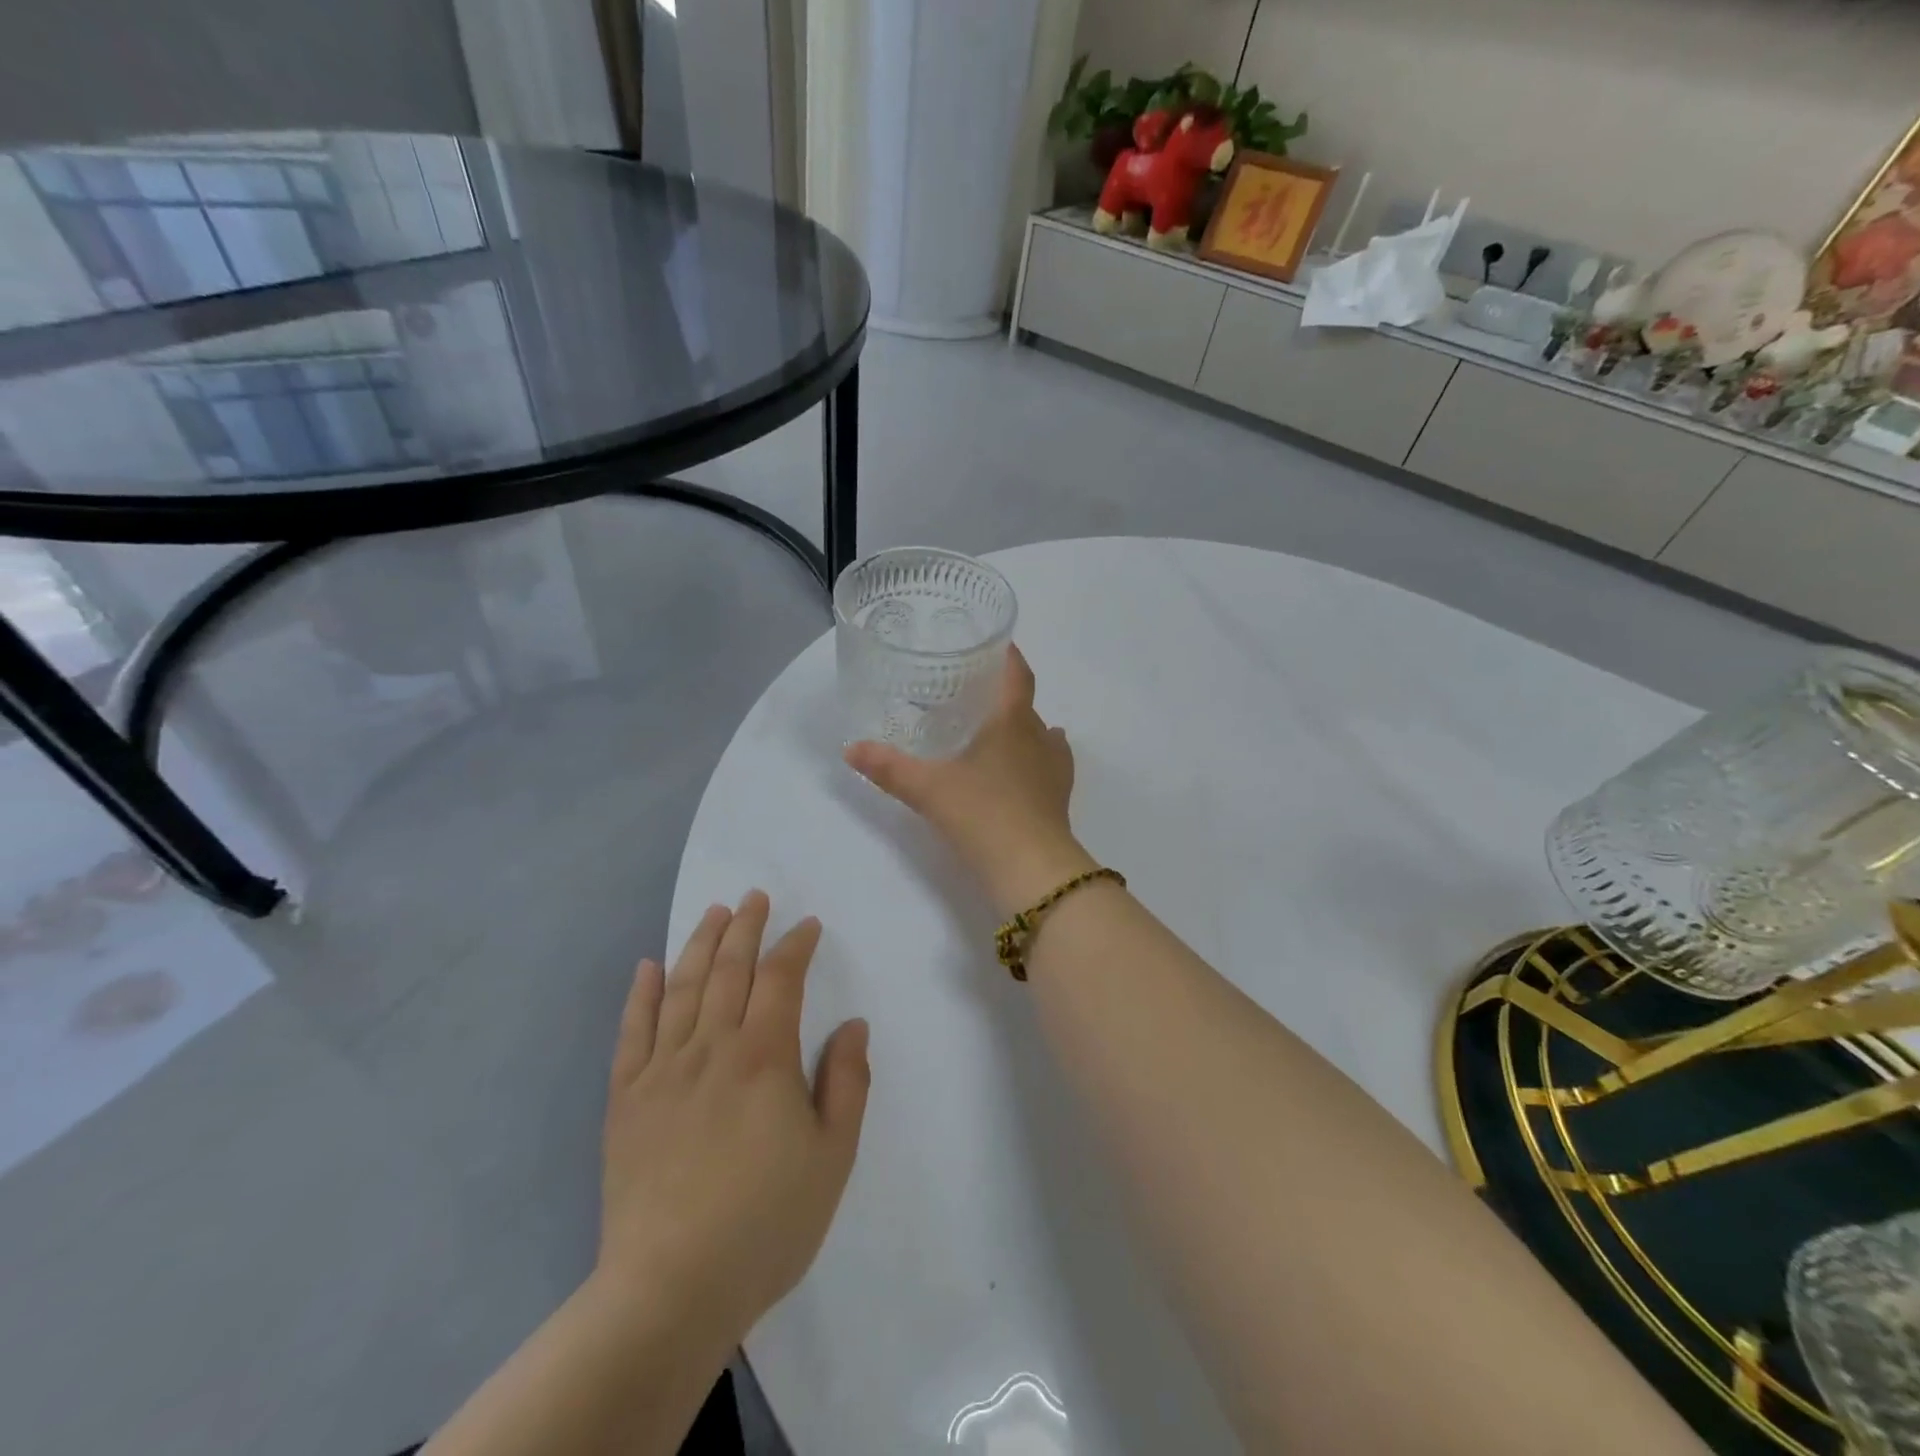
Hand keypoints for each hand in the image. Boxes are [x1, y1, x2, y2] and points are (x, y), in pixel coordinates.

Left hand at [595, 891, 869, 1343]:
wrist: (671, 1288)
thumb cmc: (766, 1222)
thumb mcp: (833, 1157)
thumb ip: (846, 1083)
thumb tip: (853, 1025)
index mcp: (764, 1057)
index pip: (781, 980)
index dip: (795, 946)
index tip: (807, 926)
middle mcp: (711, 1048)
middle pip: (729, 970)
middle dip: (745, 927)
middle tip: (754, 897)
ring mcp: (663, 1070)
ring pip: (682, 988)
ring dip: (699, 944)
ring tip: (712, 912)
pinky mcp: (626, 1098)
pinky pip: (633, 1032)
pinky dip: (641, 994)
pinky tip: (648, 966)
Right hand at [844, 645, 1096, 914]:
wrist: (1032, 869)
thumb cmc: (982, 814)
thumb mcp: (928, 789)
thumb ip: (889, 767)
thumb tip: (850, 748)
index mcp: (1011, 721)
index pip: (1017, 674)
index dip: (1008, 655)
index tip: (995, 643)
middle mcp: (1039, 736)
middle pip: (1025, 703)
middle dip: (1003, 694)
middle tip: (972, 693)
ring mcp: (1054, 767)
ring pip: (1041, 733)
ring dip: (1022, 726)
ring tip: (994, 728)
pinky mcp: (1059, 796)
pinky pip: (1051, 763)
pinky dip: (1038, 757)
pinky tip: (1027, 764)